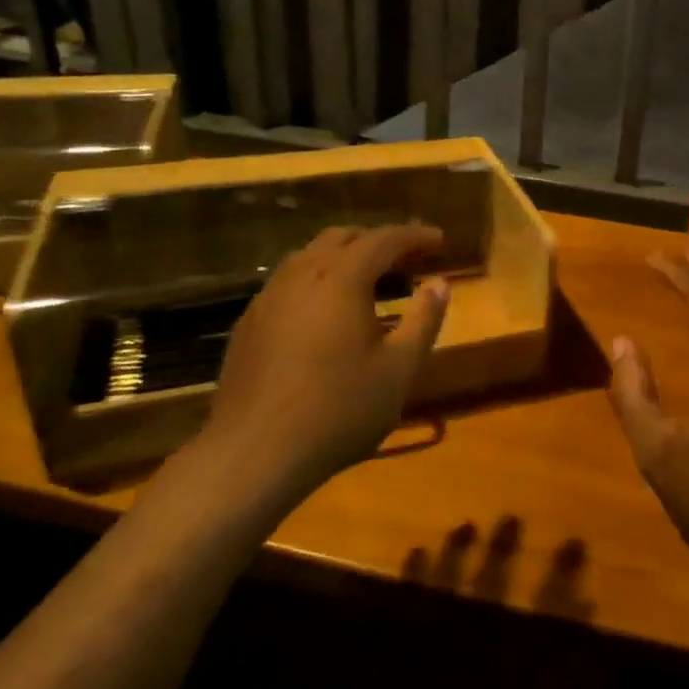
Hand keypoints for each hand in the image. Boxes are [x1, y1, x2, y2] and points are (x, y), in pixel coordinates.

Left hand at [202, 224, 449, 490]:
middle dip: (378, 241)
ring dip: (345, 259)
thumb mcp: (398, 369)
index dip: (415, 236)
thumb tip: (440, 283)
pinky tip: (326, 315)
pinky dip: (317, 281)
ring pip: (310, 257)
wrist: (253, 453)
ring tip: (370, 284)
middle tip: (407, 261)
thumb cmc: (338, 410)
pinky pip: (289, 283)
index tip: (440, 241)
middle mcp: (301, 274)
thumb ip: (424, 320)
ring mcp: (268, 297)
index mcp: (341, 278)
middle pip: (343, 238)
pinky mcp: (249, 323)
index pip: (384, 239)